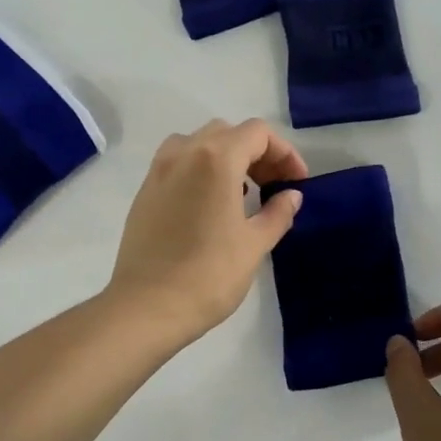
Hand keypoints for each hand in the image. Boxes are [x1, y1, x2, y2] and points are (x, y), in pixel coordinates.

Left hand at [107, 118, 306, 344]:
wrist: (147, 307)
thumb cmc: (209, 275)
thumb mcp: (254, 244)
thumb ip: (277, 213)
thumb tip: (291, 195)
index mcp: (215, 159)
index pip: (258, 133)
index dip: (284, 153)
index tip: (296, 182)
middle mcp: (183, 153)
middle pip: (227, 133)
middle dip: (256, 153)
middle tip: (273, 186)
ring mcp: (158, 171)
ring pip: (198, 144)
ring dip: (226, 158)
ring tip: (242, 193)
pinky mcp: (144, 193)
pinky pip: (178, 164)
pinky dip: (200, 171)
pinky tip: (211, 206)